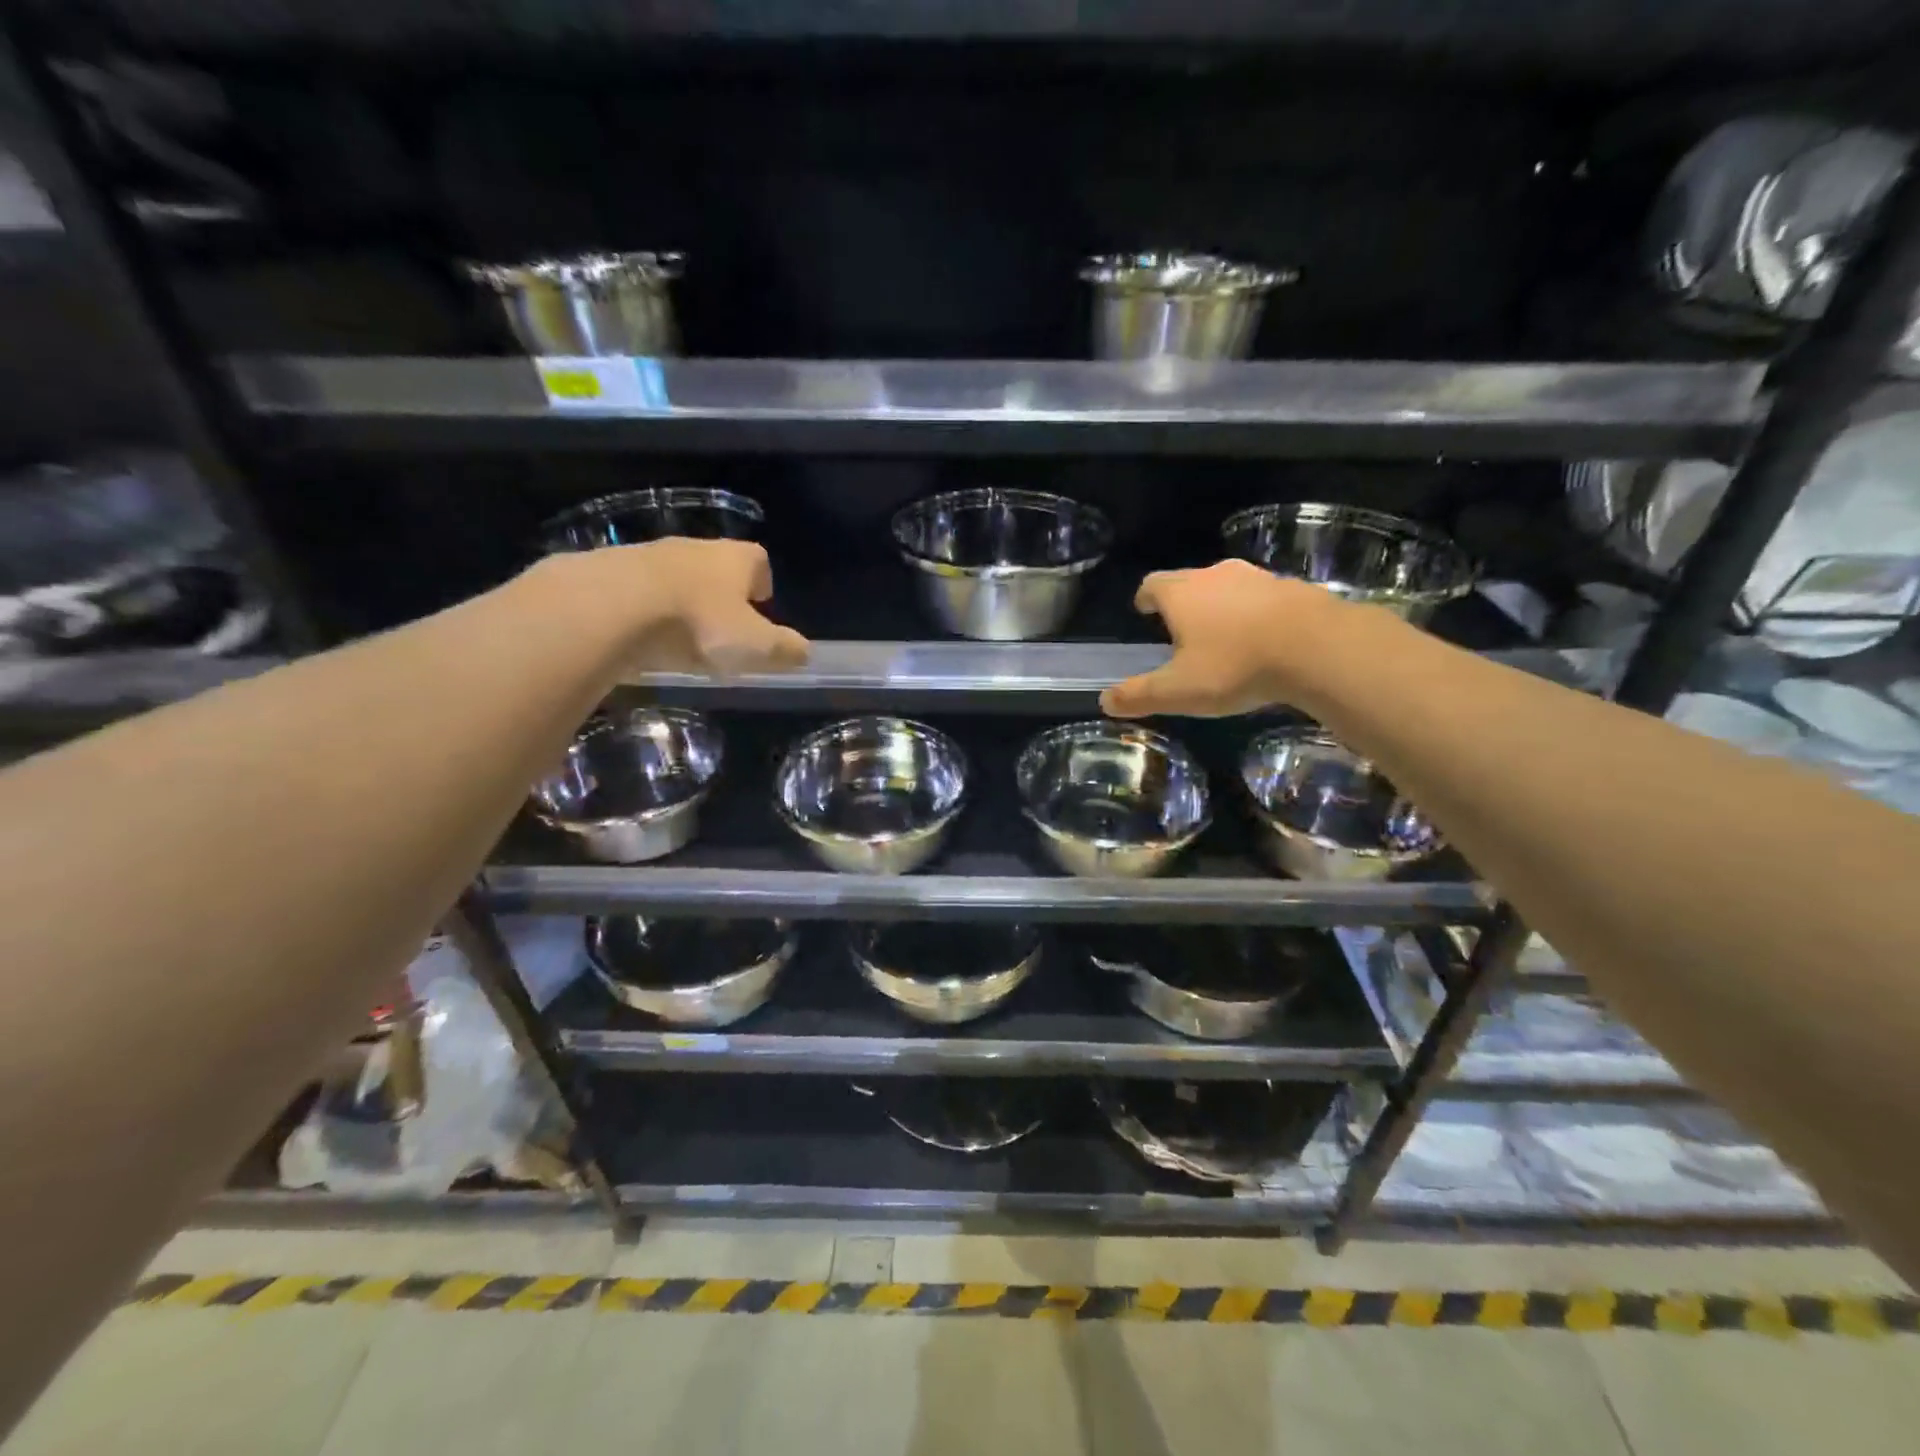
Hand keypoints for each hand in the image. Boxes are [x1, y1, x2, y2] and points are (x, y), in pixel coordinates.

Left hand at [546, 538, 809, 675]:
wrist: (607, 608)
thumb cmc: (696, 625)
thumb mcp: (753, 647)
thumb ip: (783, 650)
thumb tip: (804, 652)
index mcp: (732, 560)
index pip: (757, 559)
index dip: (761, 579)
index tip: (760, 604)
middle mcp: (691, 548)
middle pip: (713, 563)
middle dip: (719, 590)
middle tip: (720, 625)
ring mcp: (644, 555)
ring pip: (671, 574)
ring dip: (677, 598)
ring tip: (676, 635)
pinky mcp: (604, 571)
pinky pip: (632, 588)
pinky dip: (639, 608)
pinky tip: (636, 636)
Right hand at [1100, 559, 1342, 717]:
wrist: (1317, 646)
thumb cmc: (1235, 666)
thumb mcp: (1179, 691)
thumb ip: (1139, 695)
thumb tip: (1104, 702)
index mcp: (1181, 594)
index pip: (1151, 584)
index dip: (1145, 598)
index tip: (1144, 611)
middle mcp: (1215, 576)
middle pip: (1189, 581)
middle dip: (1182, 602)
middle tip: (1181, 629)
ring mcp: (1257, 578)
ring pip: (1228, 587)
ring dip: (1221, 605)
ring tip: (1224, 634)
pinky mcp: (1293, 587)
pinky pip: (1264, 597)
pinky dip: (1256, 612)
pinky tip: (1264, 638)